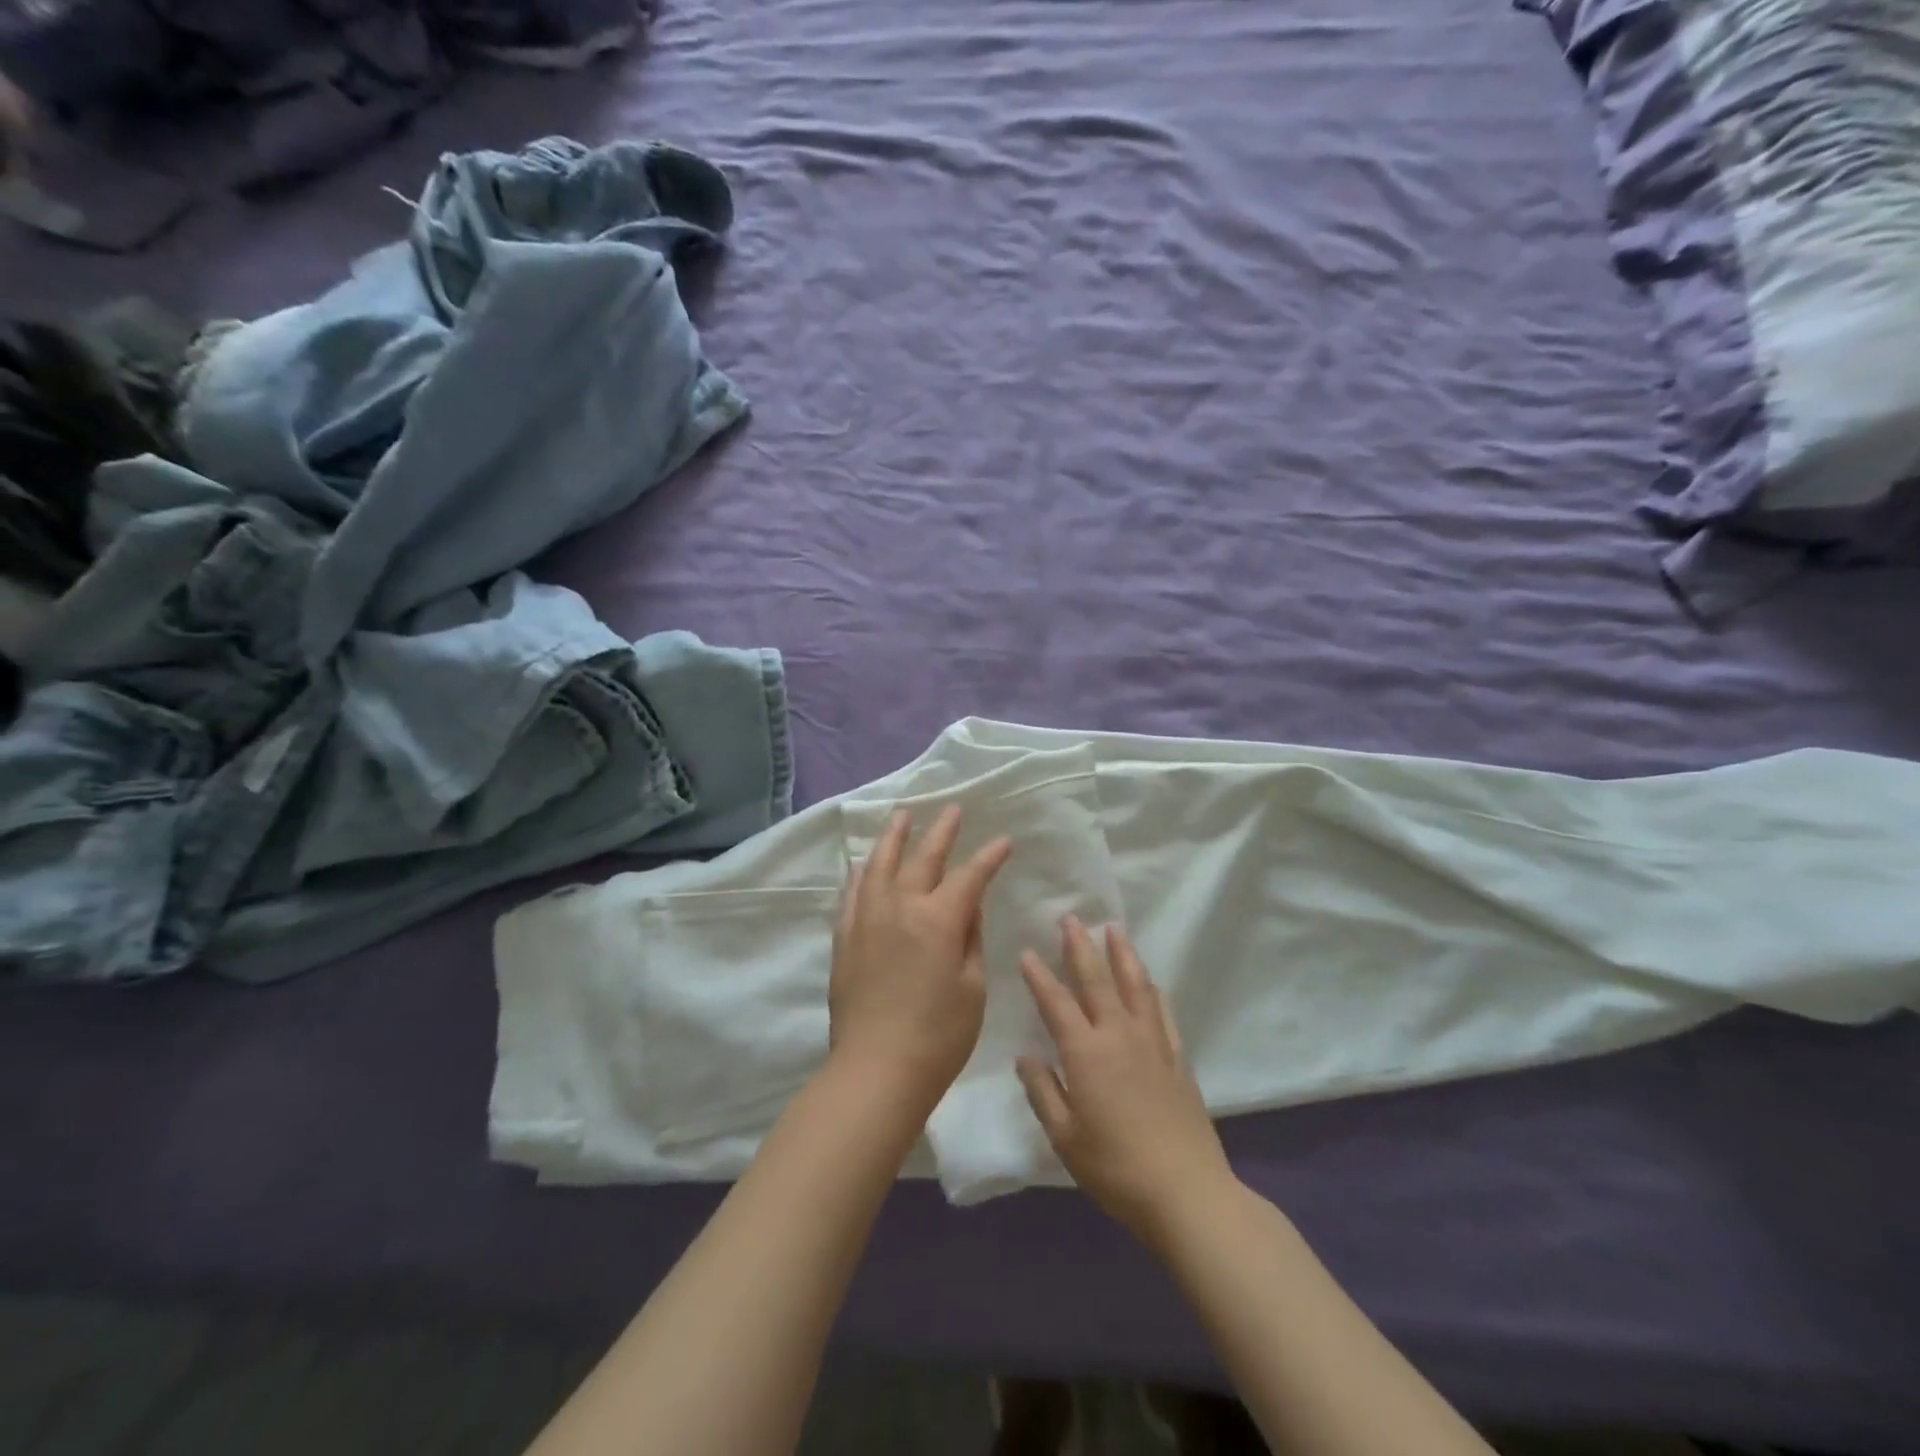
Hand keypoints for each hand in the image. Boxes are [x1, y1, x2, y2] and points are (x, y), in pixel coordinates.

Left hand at [829, 806, 1011, 1111]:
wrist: (875, 1071)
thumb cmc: (938, 1037)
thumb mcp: (972, 988)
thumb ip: (971, 940)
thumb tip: (968, 907)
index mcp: (938, 920)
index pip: (969, 876)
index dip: (989, 857)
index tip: (1004, 841)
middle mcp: (900, 908)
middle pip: (923, 858)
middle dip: (942, 832)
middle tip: (953, 810)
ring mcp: (867, 920)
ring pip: (880, 865)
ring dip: (894, 837)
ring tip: (903, 816)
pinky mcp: (845, 938)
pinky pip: (852, 893)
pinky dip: (861, 873)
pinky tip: (864, 864)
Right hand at [1017, 919, 1236, 1246]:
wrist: (1187, 1193)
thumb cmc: (1116, 1168)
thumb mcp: (1065, 1137)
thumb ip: (1043, 1092)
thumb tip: (1026, 1056)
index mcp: (1086, 1053)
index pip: (1057, 1003)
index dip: (1039, 976)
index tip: (1028, 952)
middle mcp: (1118, 1036)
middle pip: (1097, 980)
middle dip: (1081, 947)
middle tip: (1071, 918)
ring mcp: (1152, 1044)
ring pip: (1135, 986)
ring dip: (1122, 954)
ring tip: (1114, 929)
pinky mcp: (1177, 1058)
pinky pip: (1162, 1013)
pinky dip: (1153, 991)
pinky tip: (1150, 982)